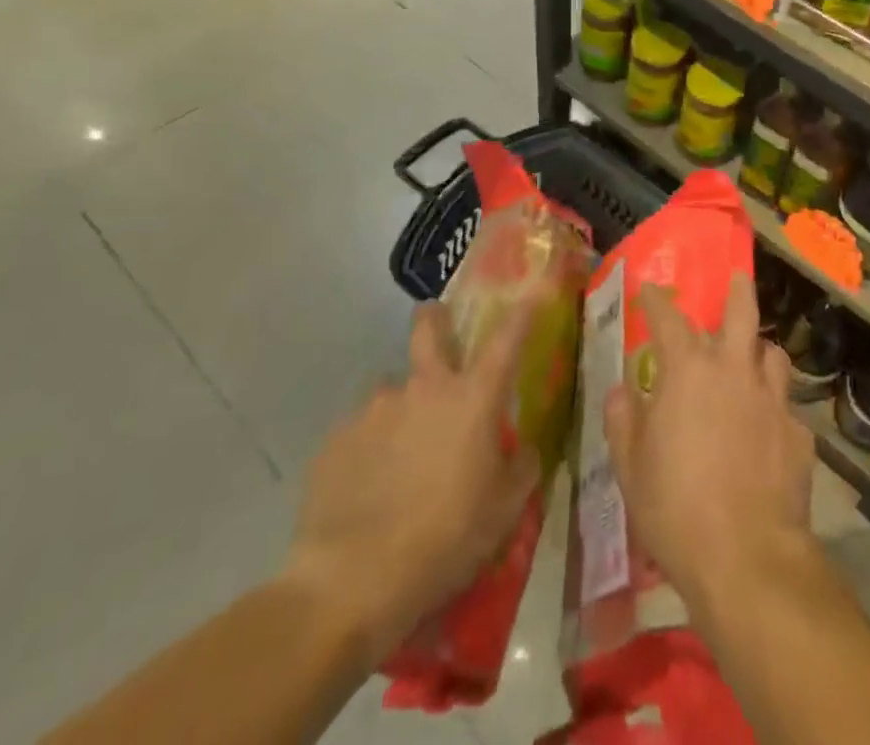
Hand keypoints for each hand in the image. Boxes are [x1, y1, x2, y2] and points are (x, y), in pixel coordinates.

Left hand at [283, 301, 539, 650]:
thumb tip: (522, 449)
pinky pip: (360, 431)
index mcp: (472, 398)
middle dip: (435, 318)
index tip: (534, 287)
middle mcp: (424, 387)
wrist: (350, 583)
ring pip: (392, 389)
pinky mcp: (335, 439)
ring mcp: (374, 409)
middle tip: (439, 330)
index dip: (524, 308)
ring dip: (402, 407)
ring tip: (400, 454)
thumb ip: (521, 469)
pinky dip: (370, 448)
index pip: (507, 338)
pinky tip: (368, 488)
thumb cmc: (445, 540)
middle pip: (428, 327)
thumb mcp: (504, 512)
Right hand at [602, 272, 815, 613]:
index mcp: (689, 371)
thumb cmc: (675, 507)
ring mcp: (773, 400)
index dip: (657, 301)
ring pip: (773, 354)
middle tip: (738, 278)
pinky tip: (768, 434)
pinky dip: (774, 411)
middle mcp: (734, 371)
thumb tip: (623, 391)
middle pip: (743, 312)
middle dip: (738, 290)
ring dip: (761, 352)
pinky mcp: (799, 434)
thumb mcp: (630, 466)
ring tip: (753, 361)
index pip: (669, 319)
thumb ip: (623, 419)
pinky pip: (786, 409)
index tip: (649, 290)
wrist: (746, 557)